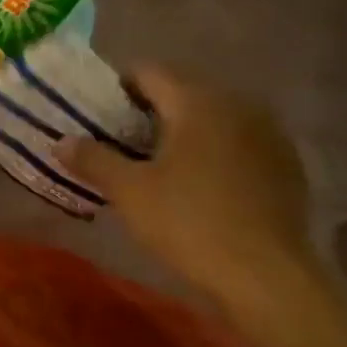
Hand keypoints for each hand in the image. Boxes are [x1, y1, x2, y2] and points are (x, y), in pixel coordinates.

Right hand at [63, 66, 319, 308]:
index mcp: (196, 101)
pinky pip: (237, 142)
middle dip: (148, 111)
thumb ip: (93, 159)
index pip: (147, 72)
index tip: (95, 114)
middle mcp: (237, 103)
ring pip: (212, 117)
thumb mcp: (128, 192)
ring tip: (155, 164)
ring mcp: (268, 132)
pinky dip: (212, 151)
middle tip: (118, 141)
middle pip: (181, 92)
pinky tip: (198, 184)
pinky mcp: (285, 163)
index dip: (116, 88)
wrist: (267, 274)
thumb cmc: (189, 222)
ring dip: (182, 131)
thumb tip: (61, 141)